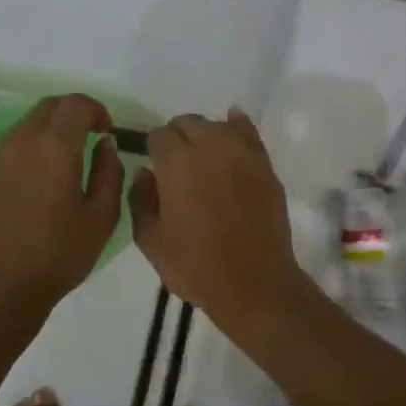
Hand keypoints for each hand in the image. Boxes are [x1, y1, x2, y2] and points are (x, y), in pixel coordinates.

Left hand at [0, 94, 123, 325]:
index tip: (107, 133)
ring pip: (25, 127)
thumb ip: (110, 172)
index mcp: (55, 147)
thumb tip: (105, 145)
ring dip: (48, 134)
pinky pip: (8, 152)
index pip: (76, 103)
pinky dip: (28, 155)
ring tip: (63, 166)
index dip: (96, 110)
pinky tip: (35, 189)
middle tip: (88, 140)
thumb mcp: (102, 218)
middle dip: (72, 114)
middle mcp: (20, 143)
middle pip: (47, 107)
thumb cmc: (57, 256)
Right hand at [130, 108, 311, 327]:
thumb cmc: (195, 266)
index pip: (160, 134)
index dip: (154, 148)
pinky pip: (249, 132)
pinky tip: (233, 123)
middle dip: (178, 137)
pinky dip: (238, 125)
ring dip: (206, 134)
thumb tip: (144, 173)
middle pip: (188, 123)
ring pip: (217, 125)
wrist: (253, 282)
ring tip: (204, 156)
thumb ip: (140, 199)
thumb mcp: (151, 240)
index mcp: (176, 162)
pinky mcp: (265, 165)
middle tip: (177, 165)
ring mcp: (242, 153)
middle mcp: (209, 147)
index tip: (156, 167)